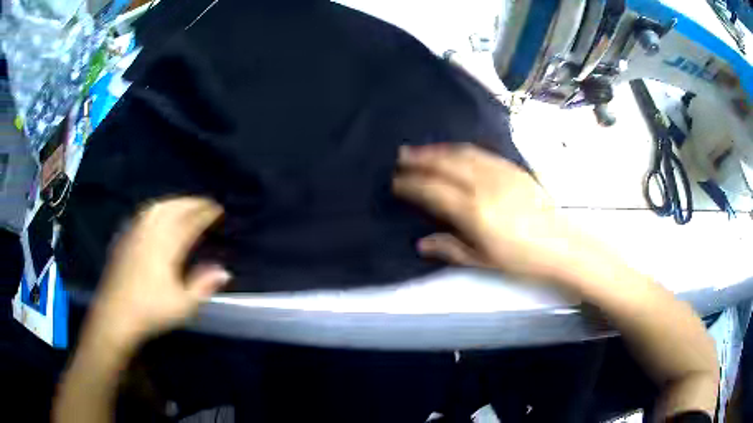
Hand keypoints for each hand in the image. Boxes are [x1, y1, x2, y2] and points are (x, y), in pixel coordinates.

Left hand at [87, 197, 229, 346]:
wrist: (115, 314)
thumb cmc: (150, 310)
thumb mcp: (183, 304)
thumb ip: (203, 286)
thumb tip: (224, 271)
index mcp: (166, 246)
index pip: (190, 222)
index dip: (205, 213)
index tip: (218, 209)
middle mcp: (150, 232)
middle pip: (173, 208)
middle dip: (191, 203)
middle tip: (205, 203)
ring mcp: (135, 232)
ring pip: (157, 207)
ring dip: (174, 202)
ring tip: (185, 204)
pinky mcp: (124, 237)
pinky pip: (144, 213)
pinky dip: (157, 208)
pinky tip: (157, 214)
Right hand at [393, 143, 575, 281]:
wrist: (558, 244)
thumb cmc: (520, 258)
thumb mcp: (482, 260)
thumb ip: (450, 248)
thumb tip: (422, 243)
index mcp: (474, 211)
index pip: (433, 191)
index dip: (411, 184)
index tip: (396, 182)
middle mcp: (484, 186)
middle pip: (445, 165)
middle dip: (420, 159)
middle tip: (401, 155)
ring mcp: (499, 173)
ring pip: (462, 154)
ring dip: (438, 150)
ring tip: (421, 149)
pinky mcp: (512, 169)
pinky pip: (481, 153)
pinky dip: (462, 150)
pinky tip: (454, 151)